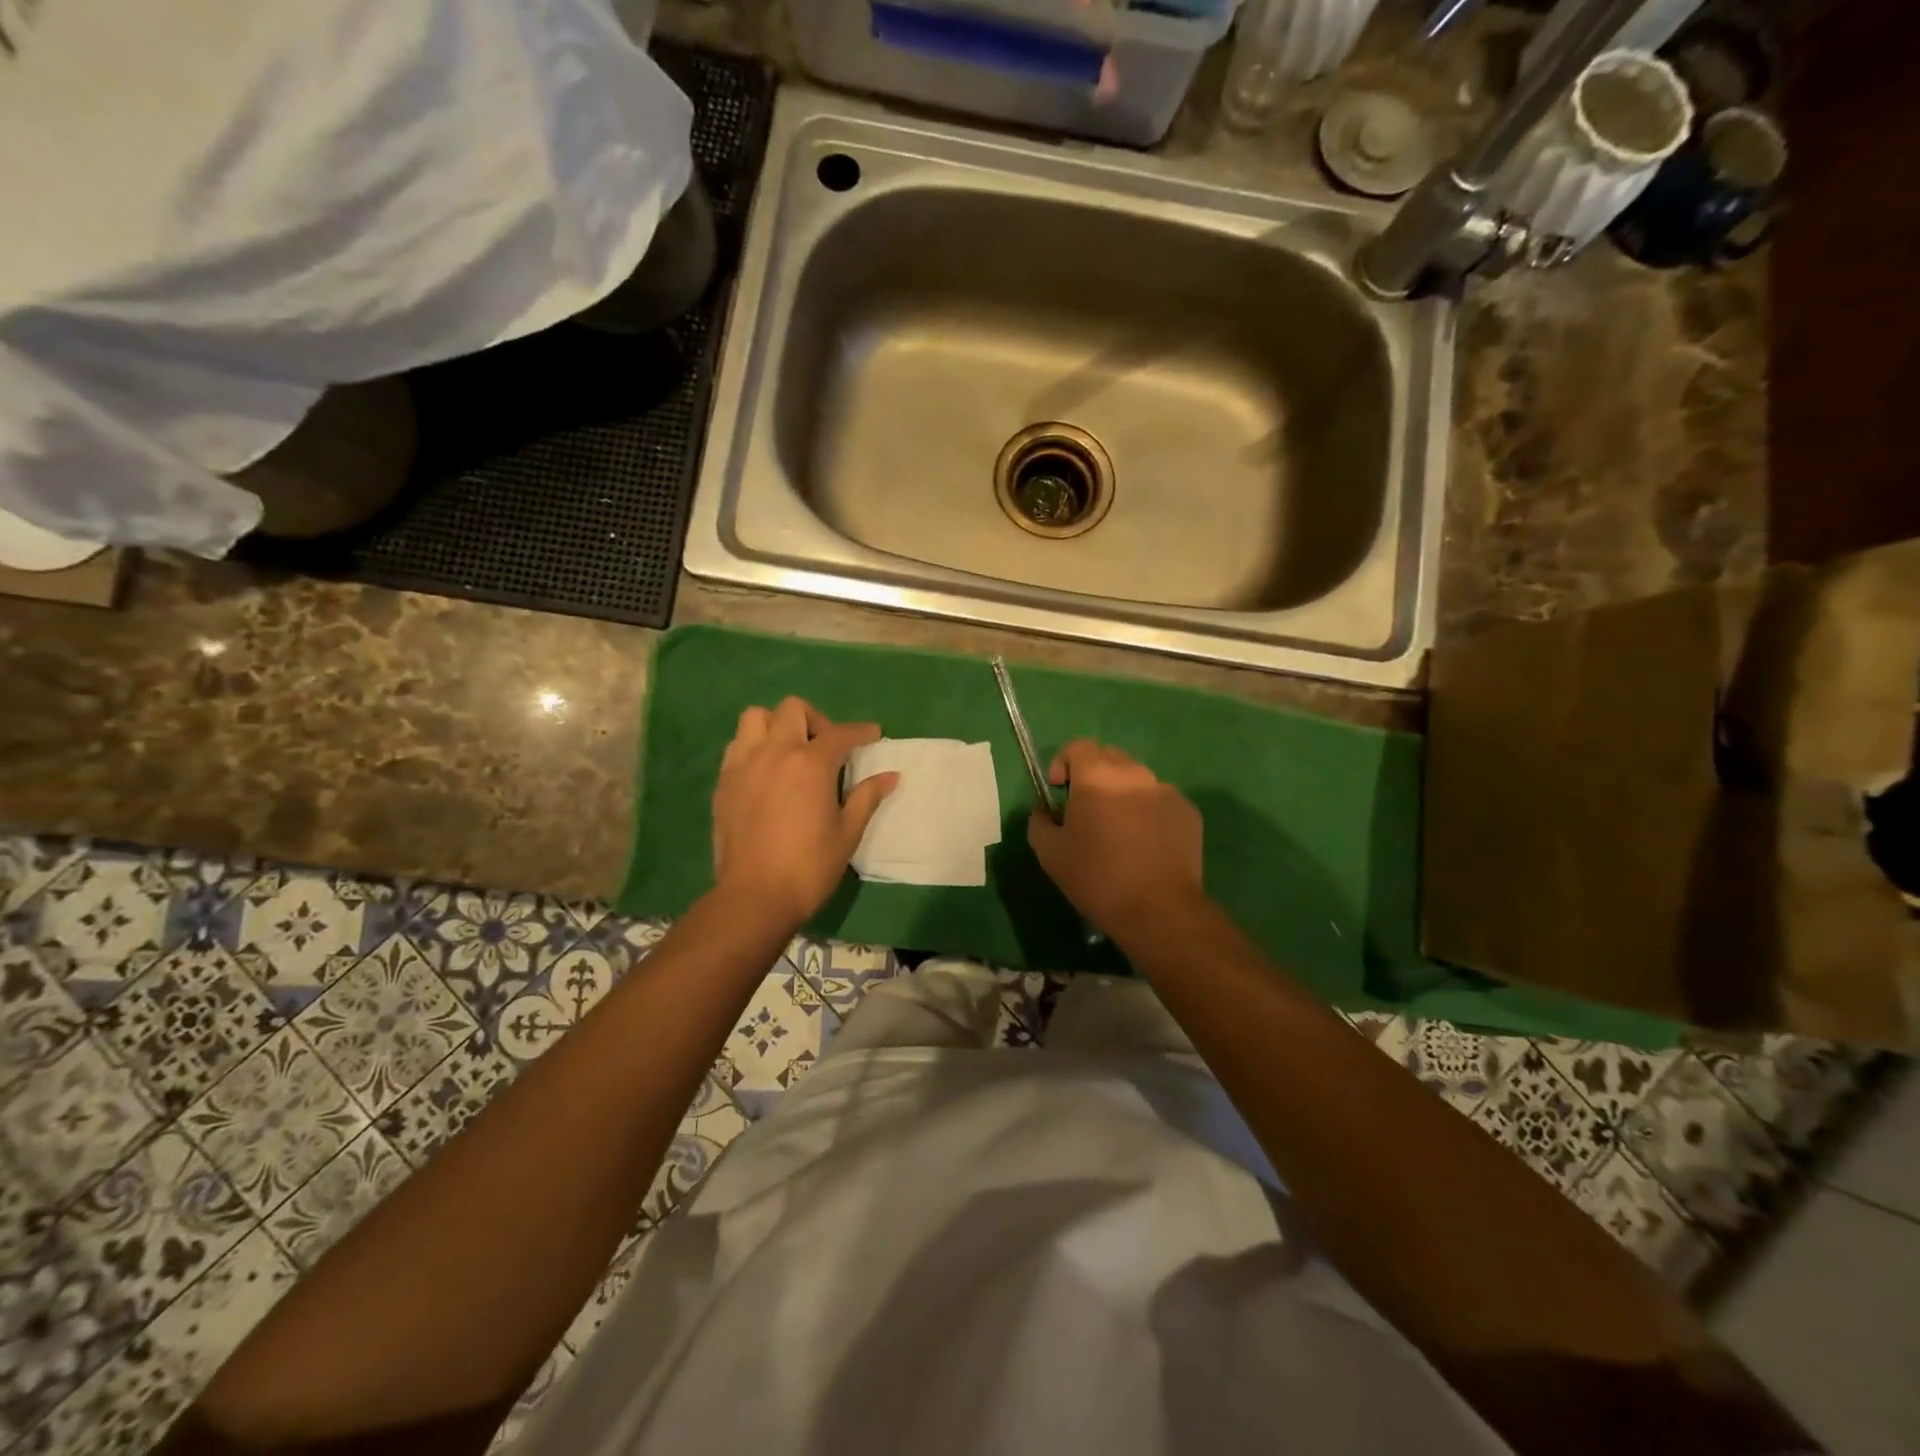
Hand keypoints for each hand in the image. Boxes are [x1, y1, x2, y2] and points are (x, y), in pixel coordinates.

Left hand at [711, 697, 898, 928]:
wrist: (755, 897)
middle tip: (827, 747)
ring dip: (777, 725)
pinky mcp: (724, 781)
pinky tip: (767, 772)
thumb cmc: (809, 867)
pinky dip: (755, 746)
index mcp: (810, 764)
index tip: (873, 735)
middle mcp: (775, 753)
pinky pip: (738, 745)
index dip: (861, 731)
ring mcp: (744, 764)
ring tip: (790, 752)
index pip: (840, 733)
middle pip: (793, 709)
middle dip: (816, 720)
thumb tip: (890, 776)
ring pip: (757, 718)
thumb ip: (867, 797)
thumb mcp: (847, 833)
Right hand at [1028, 739, 1204, 941]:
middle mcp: (1134, 774)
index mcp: (1097, 777)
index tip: (1058, 789)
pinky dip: (1148, 812)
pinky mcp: (1189, 812)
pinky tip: (1145, 845)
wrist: (1159, 910)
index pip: (1078, 746)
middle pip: (1109, 757)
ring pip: (1138, 779)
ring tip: (1119, 831)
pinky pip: (1161, 801)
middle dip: (1093, 774)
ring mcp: (1166, 791)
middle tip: (1086, 809)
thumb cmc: (1097, 878)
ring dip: (1123, 794)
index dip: (1063, 762)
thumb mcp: (1049, 854)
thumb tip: (1046, 810)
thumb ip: (1040, 821)